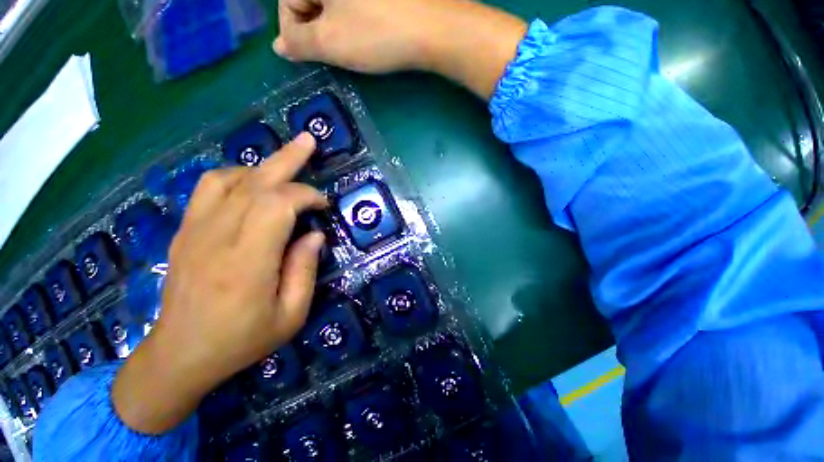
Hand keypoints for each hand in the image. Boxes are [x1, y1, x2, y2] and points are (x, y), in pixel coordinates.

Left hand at [113, 133, 326, 433]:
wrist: (180, 355)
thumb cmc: (241, 341)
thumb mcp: (290, 315)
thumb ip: (305, 270)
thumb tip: (315, 235)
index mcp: (247, 262)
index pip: (277, 205)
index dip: (305, 195)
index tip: (323, 205)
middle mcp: (217, 237)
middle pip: (254, 182)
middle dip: (287, 159)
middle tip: (308, 141)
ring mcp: (195, 231)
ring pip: (228, 178)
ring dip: (261, 167)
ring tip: (284, 167)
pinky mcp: (185, 232)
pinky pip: (208, 188)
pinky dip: (234, 176)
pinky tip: (251, 182)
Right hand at [274, 0, 526, 98]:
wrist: (431, 29)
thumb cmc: (376, 34)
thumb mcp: (330, 43)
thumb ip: (299, 44)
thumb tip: (280, 46)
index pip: (286, 2)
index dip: (295, 32)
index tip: (312, 54)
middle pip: (308, 1)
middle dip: (316, 30)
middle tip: (335, 52)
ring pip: (330, 5)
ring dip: (334, 29)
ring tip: (353, 46)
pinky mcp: (379, 0)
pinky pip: (352, 7)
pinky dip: (352, 22)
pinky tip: (366, 35)